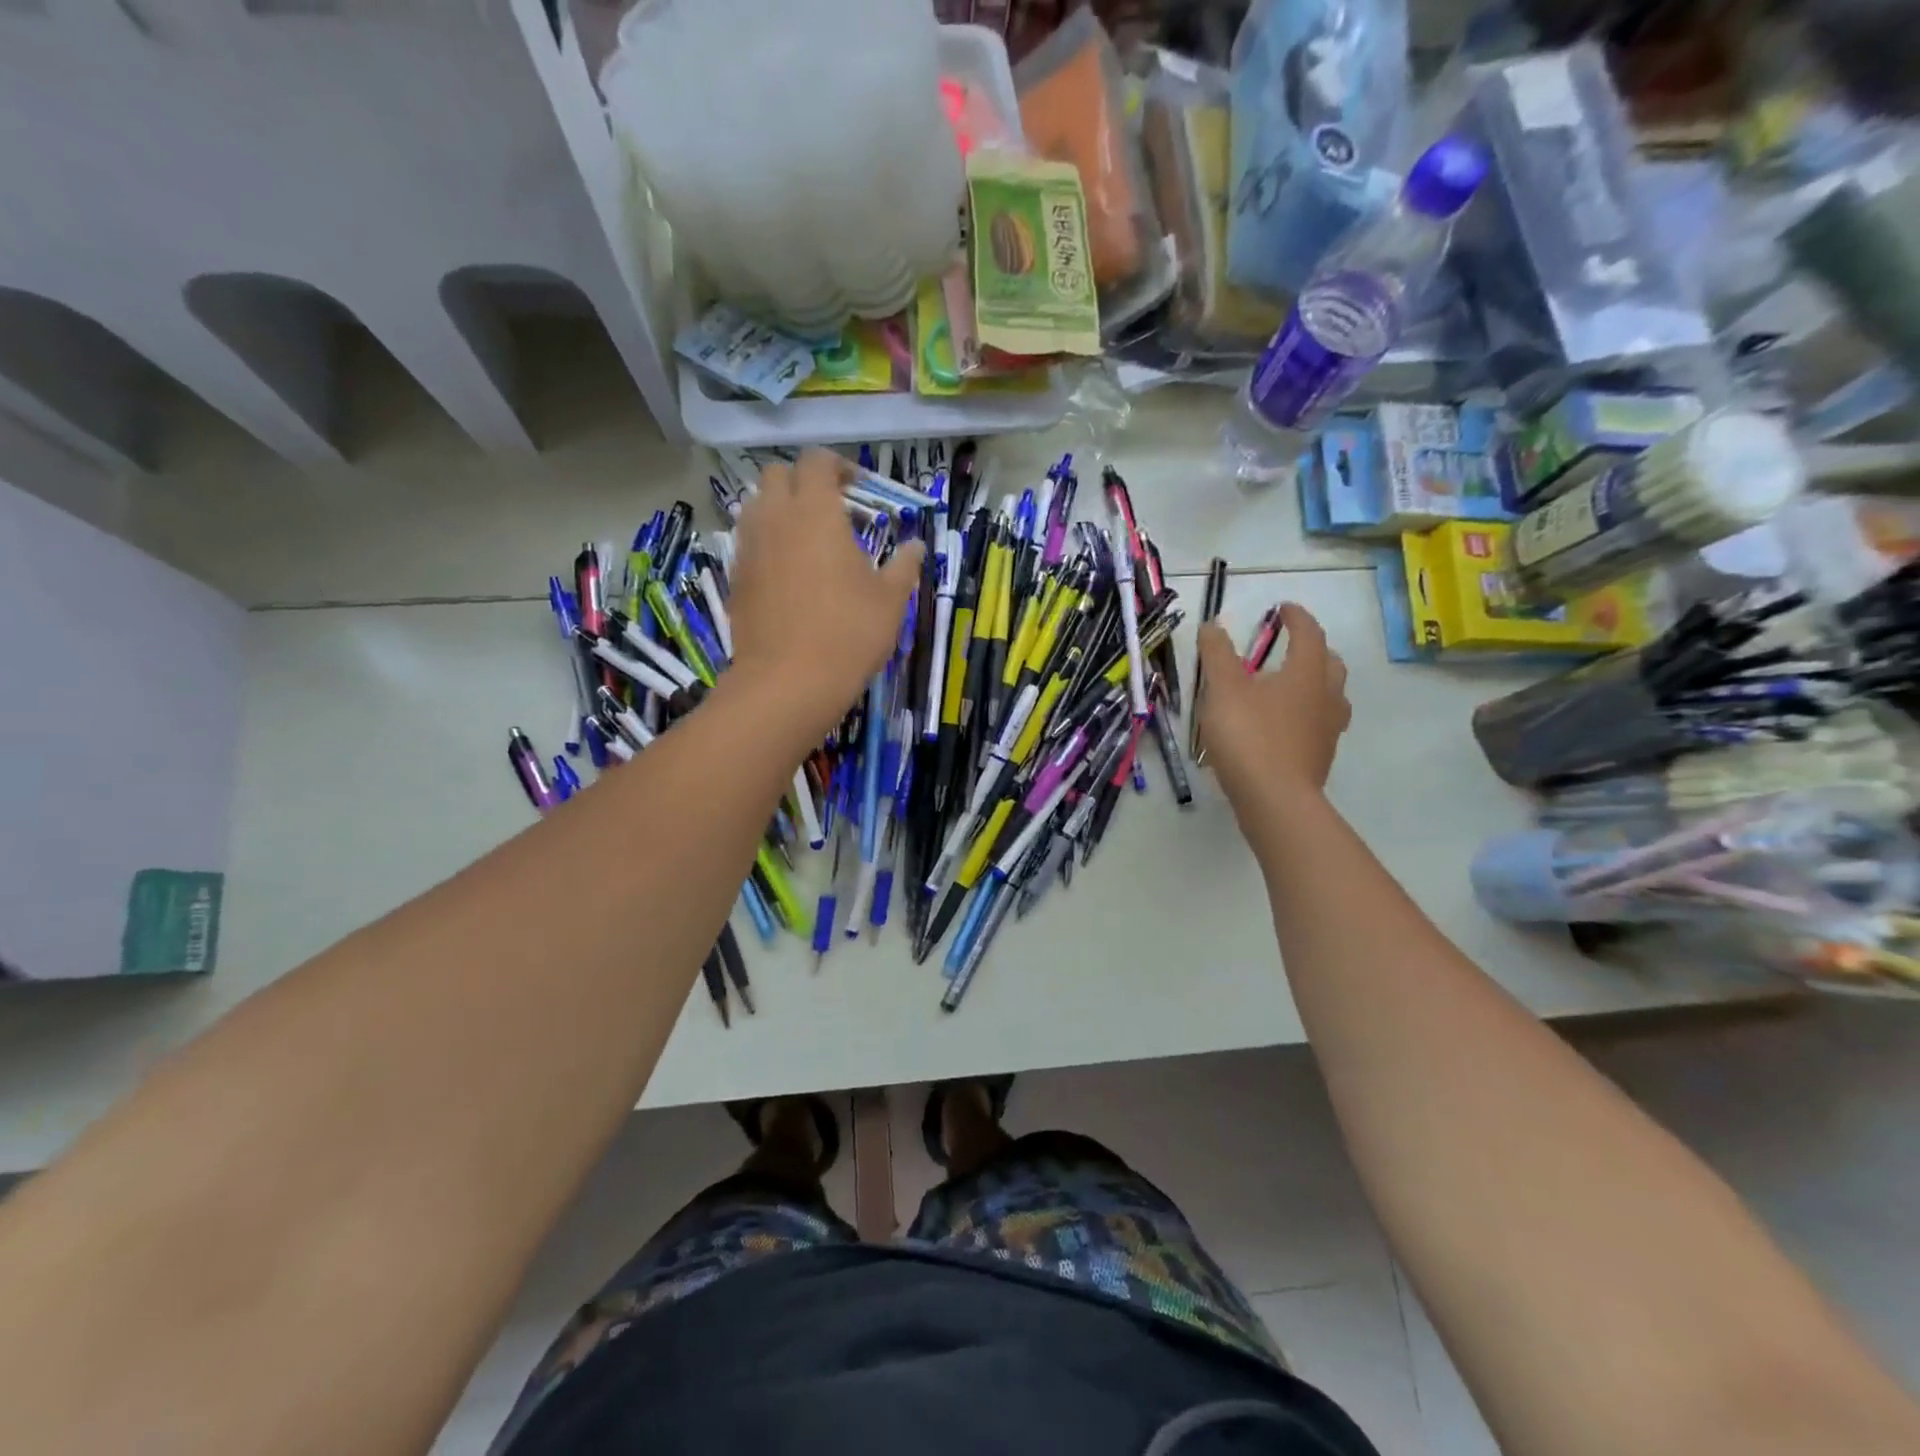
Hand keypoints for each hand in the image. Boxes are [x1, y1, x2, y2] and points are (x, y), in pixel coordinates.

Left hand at [726, 449, 923, 739]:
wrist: (788, 681)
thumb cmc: (849, 633)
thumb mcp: (890, 600)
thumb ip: (903, 565)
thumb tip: (915, 545)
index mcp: (816, 512)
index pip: (817, 461)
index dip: (837, 466)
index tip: (856, 487)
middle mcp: (776, 518)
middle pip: (778, 474)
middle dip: (803, 481)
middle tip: (830, 508)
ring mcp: (749, 547)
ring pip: (756, 504)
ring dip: (780, 507)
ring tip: (806, 537)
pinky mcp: (735, 576)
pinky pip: (748, 540)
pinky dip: (766, 540)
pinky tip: (788, 570)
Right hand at [1196, 603, 1350, 814]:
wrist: (1274, 799)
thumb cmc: (1249, 736)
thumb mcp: (1223, 689)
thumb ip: (1217, 655)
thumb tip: (1212, 625)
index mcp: (1306, 674)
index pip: (1309, 635)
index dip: (1297, 618)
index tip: (1283, 609)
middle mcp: (1326, 697)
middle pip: (1330, 664)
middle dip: (1314, 650)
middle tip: (1293, 647)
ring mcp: (1327, 730)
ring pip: (1331, 697)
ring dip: (1316, 684)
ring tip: (1292, 686)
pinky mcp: (1320, 758)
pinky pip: (1319, 725)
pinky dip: (1307, 715)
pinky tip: (1285, 726)